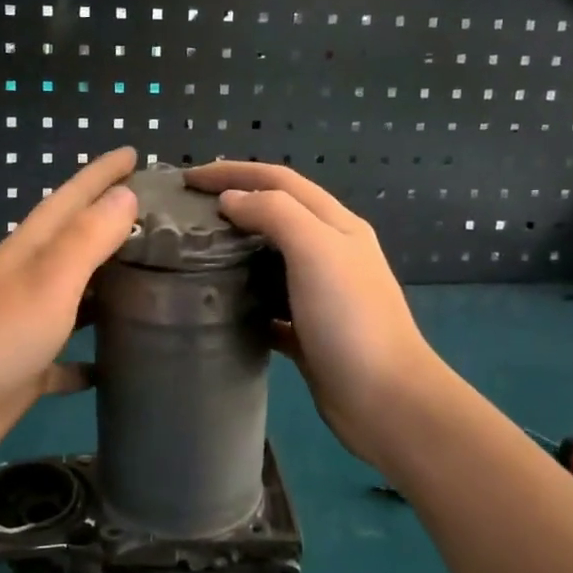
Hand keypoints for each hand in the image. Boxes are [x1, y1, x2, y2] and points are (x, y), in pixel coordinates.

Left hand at [0, 147, 139, 484]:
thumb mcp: (46, 281)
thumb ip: (86, 237)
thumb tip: (126, 194)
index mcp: (30, 251)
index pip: (72, 197)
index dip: (102, 174)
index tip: (136, 153)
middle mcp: (29, 280)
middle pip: (76, 243)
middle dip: (114, 224)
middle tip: (163, 219)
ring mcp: (27, 325)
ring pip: (78, 297)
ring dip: (109, 286)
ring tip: (156, 282)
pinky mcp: (29, 369)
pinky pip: (69, 357)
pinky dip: (93, 356)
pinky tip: (119, 364)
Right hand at [185, 161, 447, 469]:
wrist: (385, 400)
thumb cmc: (350, 318)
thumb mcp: (316, 249)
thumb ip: (275, 214)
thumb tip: (232, 199)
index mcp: (336, 225)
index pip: (279, 180)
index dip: (233, 172)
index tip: (188, 178)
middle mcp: (331, 253)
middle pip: (276, 215)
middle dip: (233, 205)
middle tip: (187, 214)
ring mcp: (321, 295)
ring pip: (270, 260)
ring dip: (236, 251)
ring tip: (194, 255)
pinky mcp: (308, 332)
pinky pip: (269, 306)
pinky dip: (244, 299)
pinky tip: (219, 306)